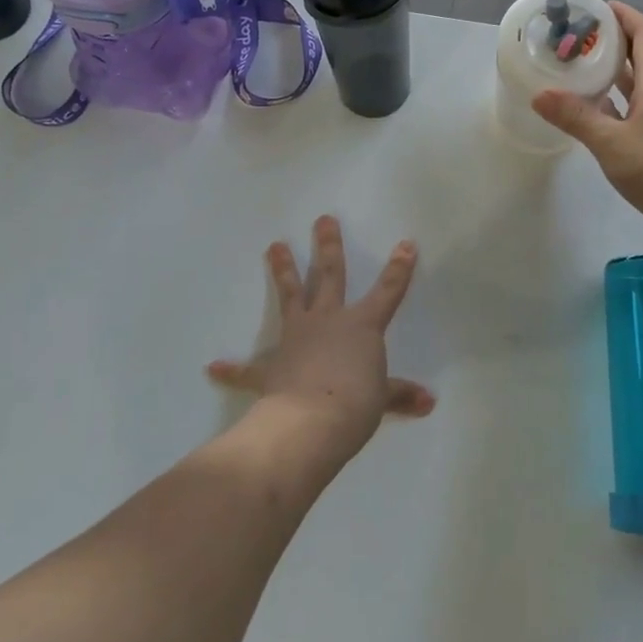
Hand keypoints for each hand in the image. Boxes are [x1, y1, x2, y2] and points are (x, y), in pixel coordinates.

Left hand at [206, 216, 434, 459]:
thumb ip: (401, 395)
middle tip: (323, 219)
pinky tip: (214, 367)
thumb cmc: (355, 404)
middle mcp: (328, 320)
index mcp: (361, 326)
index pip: (388, 291)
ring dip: (283, 270)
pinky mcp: (271, 365)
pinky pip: (249, 367)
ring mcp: (297, 337)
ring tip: (274, 245)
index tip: (405, 243)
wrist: (311, 422)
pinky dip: (232, 369)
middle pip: (330, 275)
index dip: (399, 268)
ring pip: (290, 296)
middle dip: (328, 246)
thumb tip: (429, 401)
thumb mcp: (382, 399)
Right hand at [532, 2, 642, 243]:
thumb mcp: (611, 143)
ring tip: (582, 70)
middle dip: (613, 43)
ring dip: (616, 74)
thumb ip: (576, 117)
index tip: (598, 7)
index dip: (624, 16)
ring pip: (642, 85)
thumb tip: (540, 94)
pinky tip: (600, 114)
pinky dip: (621, 103)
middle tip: (578, 39)